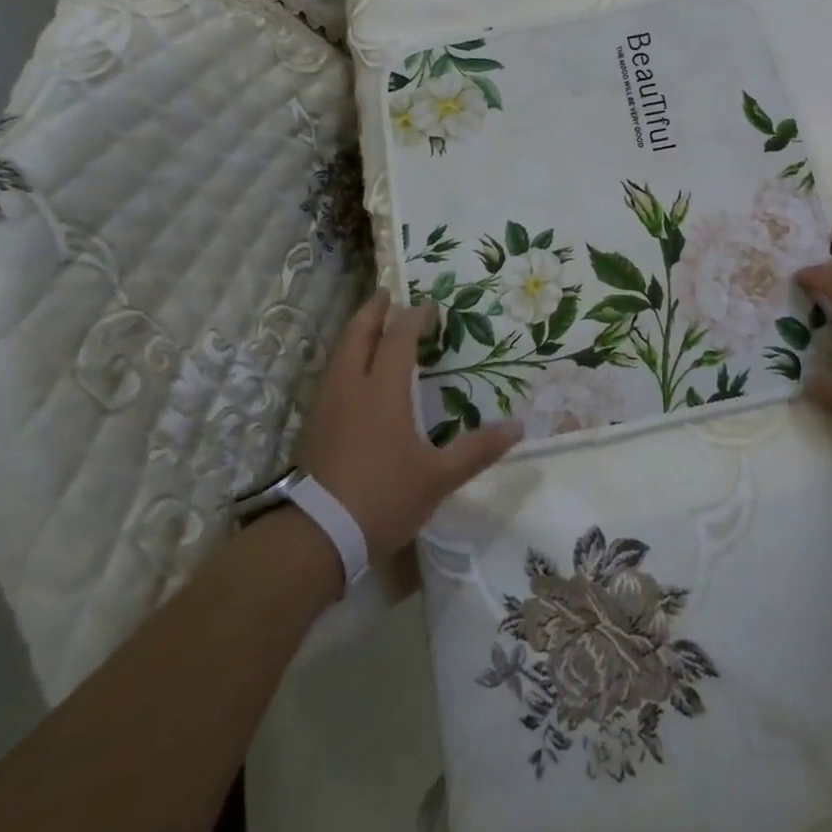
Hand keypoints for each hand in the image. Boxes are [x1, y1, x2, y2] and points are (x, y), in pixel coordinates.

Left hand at [300, 290, 521, 560]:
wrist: (314, 537)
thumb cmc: (381, 499)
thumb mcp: (437, 478)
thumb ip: (477, 450)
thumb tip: (518, 427)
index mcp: (384, 390)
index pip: (399, 338)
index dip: (414, 318)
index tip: (429, 307)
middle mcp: (352, 386)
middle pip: (359, 334)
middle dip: (374, 311)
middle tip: (386, 294)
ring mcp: (327, 404)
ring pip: (340, 352)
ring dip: (356, 331)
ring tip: (369, 325)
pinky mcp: (313, 424)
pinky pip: (331, 373)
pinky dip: (345, 357)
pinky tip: (351, 371)